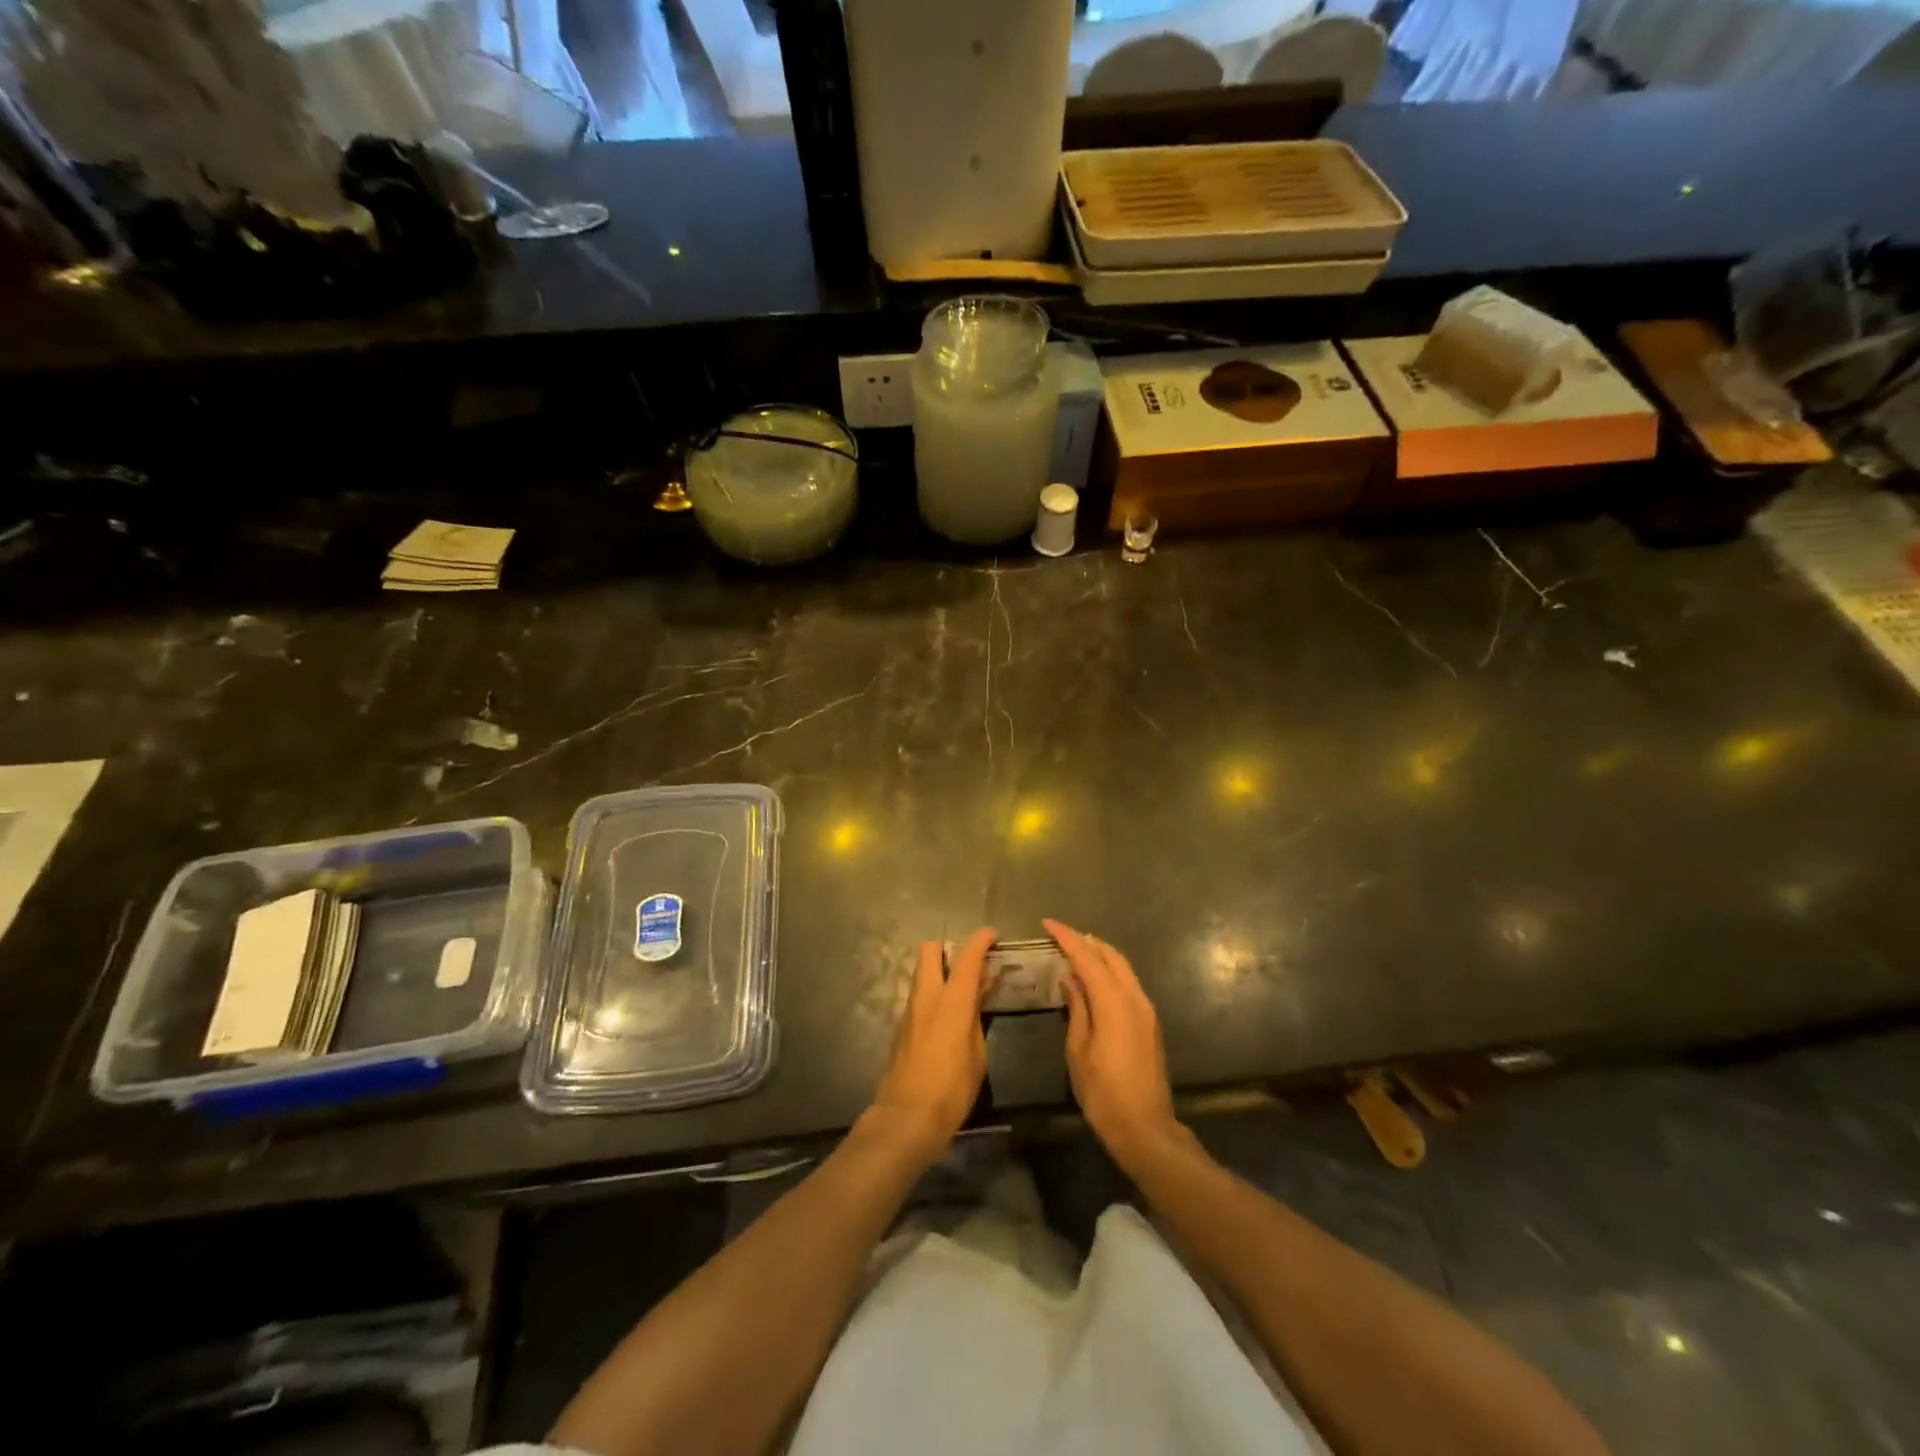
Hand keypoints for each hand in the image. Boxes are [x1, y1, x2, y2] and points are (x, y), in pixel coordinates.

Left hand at [868, 928, 996, 1169]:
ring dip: (940, 972)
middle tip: (970, 965)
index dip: (981, 940)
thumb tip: (979, 992)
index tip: (993, 934)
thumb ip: (977, 1016)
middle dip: (949, 949)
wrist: (906, 1118)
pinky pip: (919, 996)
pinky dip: (934, 994)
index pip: (966, 956)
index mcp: (951, 1001)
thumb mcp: (977, 1054)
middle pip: (930, 950)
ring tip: (963, 992)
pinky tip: (948, 1016)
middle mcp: (927, 997)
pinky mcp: (901, 1027)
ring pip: (922, 973)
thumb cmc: (951, 1089)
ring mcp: (910, 1010)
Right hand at [1046, 919, 1182, 1174]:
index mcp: (1114, 1002)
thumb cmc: (1103, 1092)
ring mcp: (1146, 1009)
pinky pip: (1128, 983)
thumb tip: (1070, 979)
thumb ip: (1077, 1008)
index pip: (1088, 957)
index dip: (1067, 937)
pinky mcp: (1150, 1022)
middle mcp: (1134, 997)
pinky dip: (1110, 972)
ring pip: (1123, 967)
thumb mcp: (1078, 1050)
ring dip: (1100, 955)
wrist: (1145, 1127)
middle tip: (1060, 936)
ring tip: (1074, 952)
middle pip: (1110, 955)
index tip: (1048, 923)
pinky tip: (1093, 980)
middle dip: (1085, 941)